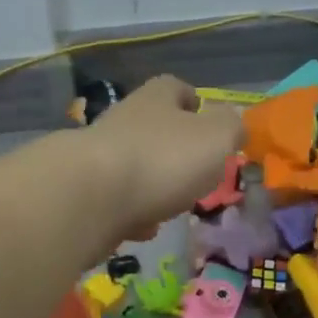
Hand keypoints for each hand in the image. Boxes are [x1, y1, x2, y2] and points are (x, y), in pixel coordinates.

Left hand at [83, 76, 243, 243]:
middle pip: (152, 128)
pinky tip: (142, 229)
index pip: (174, 88)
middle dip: (173, 148)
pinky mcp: (85, 194)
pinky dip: (131, 214)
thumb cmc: (163, 160)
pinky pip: (116, 202)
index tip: (205, 116)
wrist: (91, 198)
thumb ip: (230, 128)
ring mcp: (99, 158)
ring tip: (172, 205)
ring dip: (152, 184)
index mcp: (156, 100)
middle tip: (196, 171)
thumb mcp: (216, 139)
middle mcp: (124, 121)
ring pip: (134, 167)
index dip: (192, 100)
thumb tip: (233, 123)